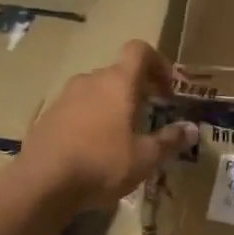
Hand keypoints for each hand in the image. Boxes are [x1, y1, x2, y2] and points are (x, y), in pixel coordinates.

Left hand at [19, 41, 197, 209]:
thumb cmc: (102, 163)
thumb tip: (192, 129)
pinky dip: (89, 119)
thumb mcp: (144, 158)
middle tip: (148, 117)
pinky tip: (92, 149)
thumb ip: (169, 140)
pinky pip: (76, 109)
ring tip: (120, 136)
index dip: (158, 63)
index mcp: (118, 82)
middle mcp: (90, 80)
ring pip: (96, 91)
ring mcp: (65, 96)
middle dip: (137, 90)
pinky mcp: (47, 116)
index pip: (139, 50)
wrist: (41, 183)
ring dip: (111, 105)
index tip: (167, 89)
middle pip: (119, 73)